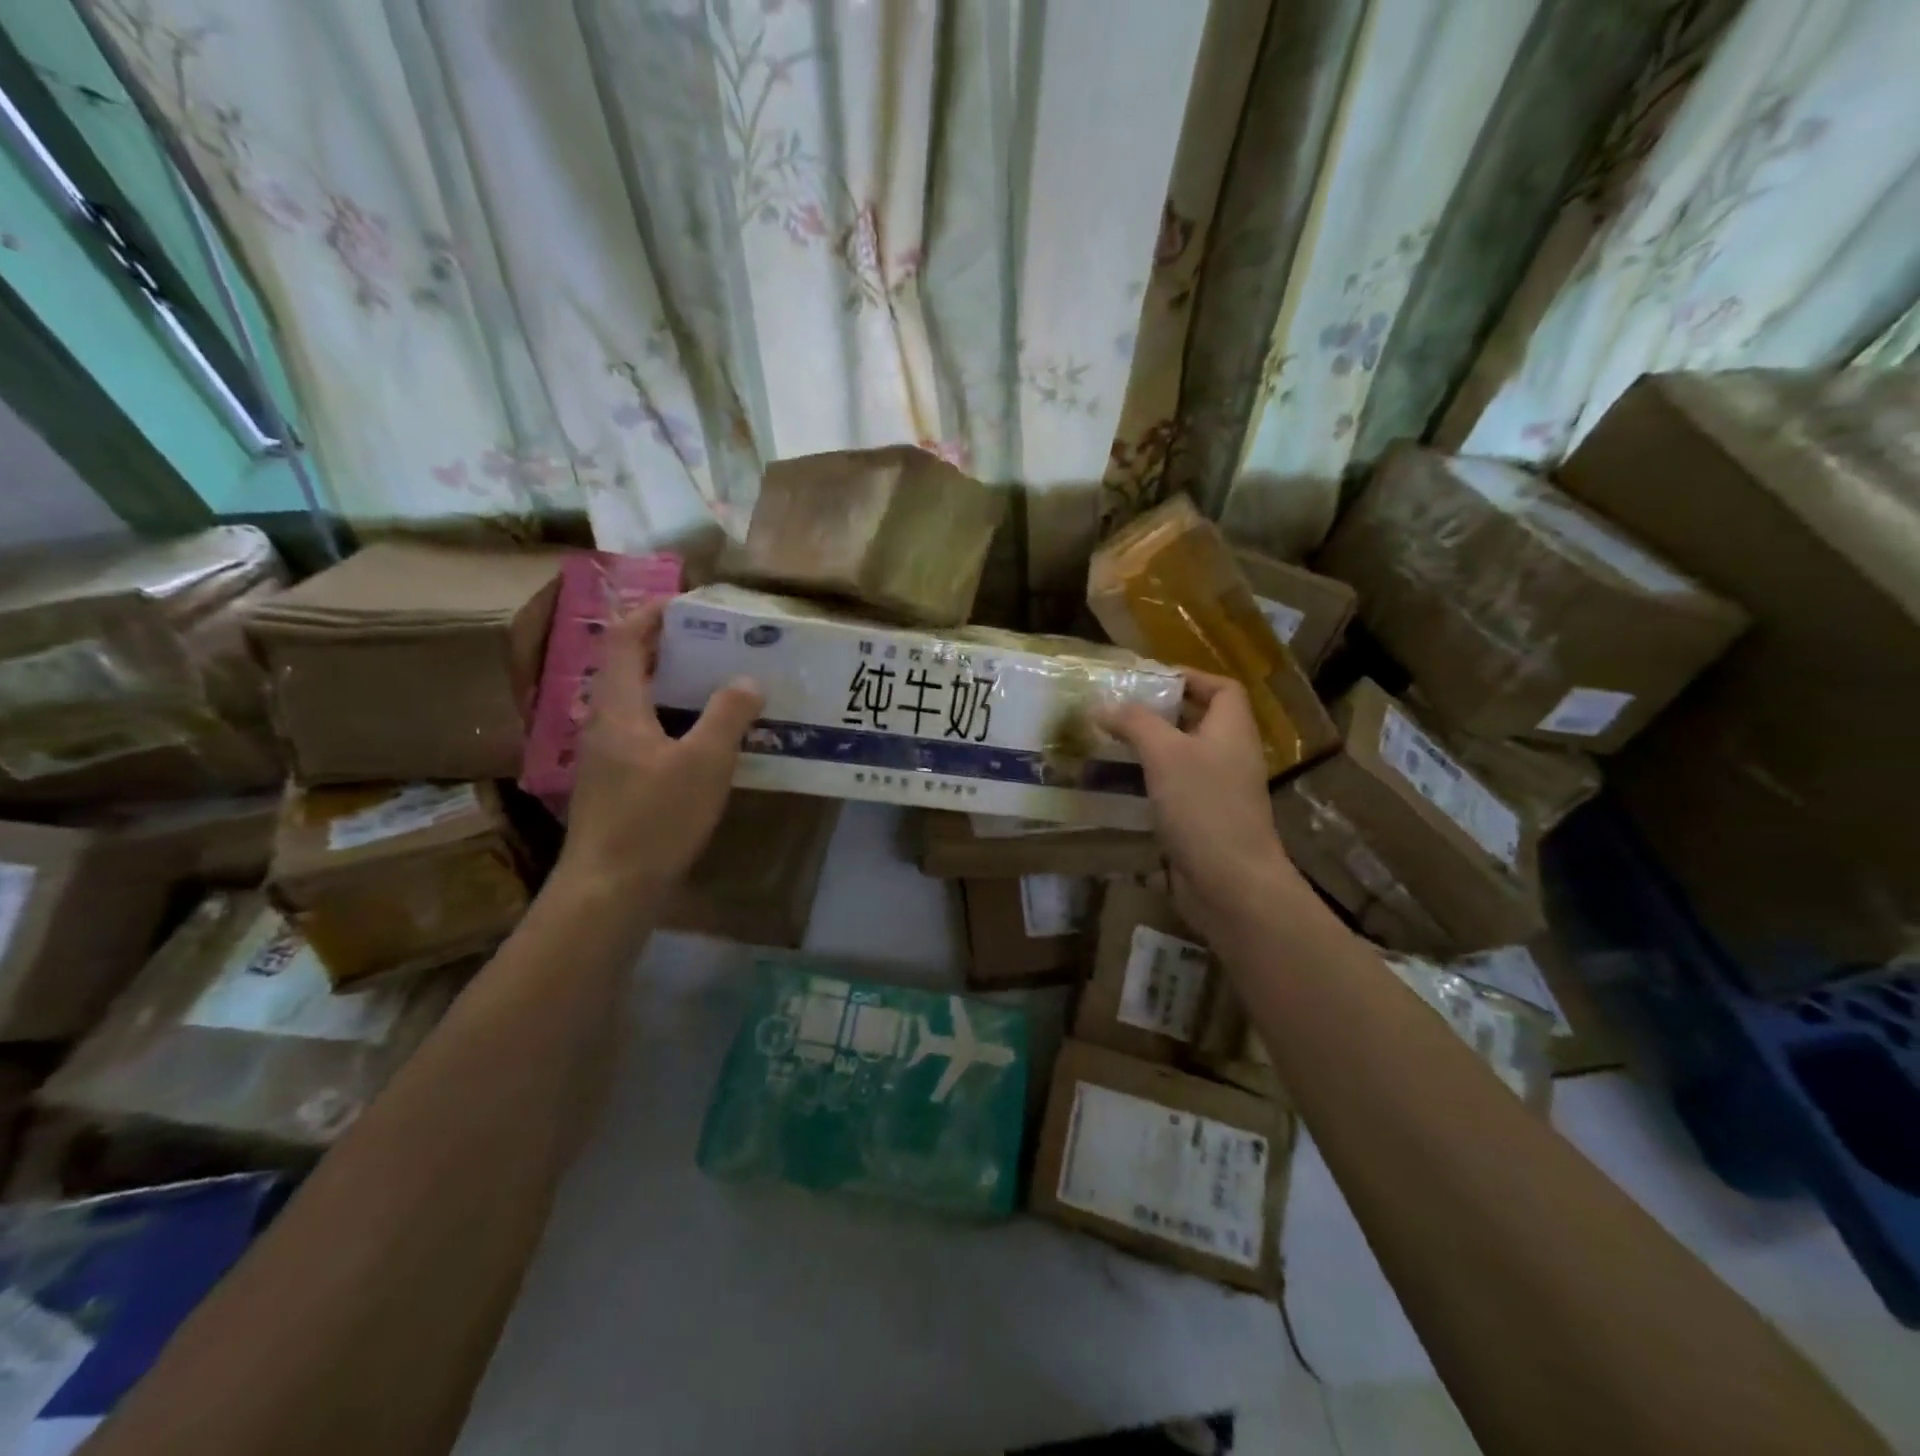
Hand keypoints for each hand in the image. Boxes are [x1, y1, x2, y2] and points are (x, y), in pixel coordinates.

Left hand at [556, 600, 763, 899]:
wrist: (610, 888)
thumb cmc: (655, 818)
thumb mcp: (704, 763)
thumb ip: (728, 715)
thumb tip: (747, 679)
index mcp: (618, 707)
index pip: (626, 639)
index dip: (654, 613)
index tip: (692, 605)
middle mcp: (605, 722)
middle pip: (632, 668)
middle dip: (672, 648)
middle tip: (720, 644)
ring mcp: (607, 755)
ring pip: (640, 703)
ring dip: (675, 686)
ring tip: (721, 685)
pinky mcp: (616, 783)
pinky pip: (645, 732)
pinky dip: (674, 720)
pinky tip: (707, 740)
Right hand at [1100, 672, 1311, 940]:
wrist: (1230, 884)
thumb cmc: (1203, 807)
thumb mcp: (1165, 754)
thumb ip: (1135, 723)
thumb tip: (1103, 704)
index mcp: (1232, 730)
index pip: (1222, 688)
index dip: (1190, 677)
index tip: (1149, 681)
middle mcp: (1230, 755)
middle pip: (1199, 721)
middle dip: (1160, 713)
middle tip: (1118, 711)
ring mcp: (1218, 791)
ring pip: (1183, 757)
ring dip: (1150, 749)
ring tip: (1110, 744)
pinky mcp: (1203, 821)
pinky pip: (1176, 789)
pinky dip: (1151, 782)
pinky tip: (1120, 786)